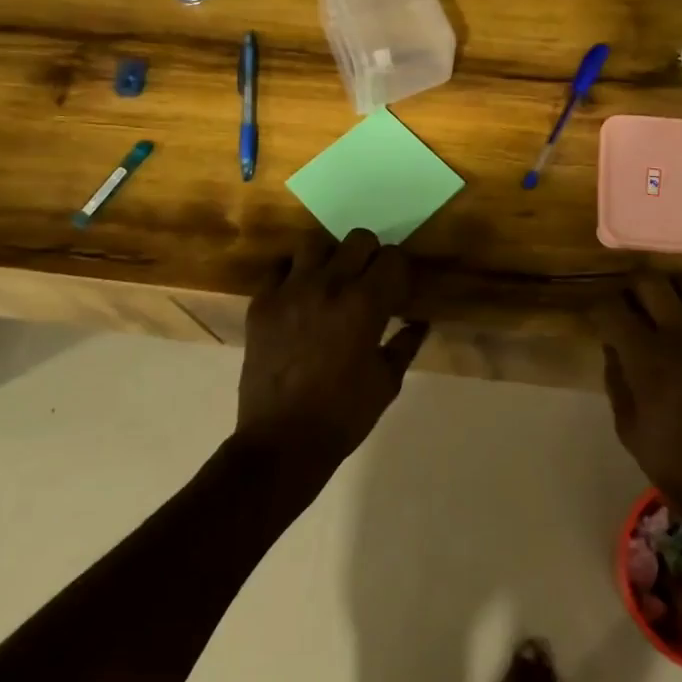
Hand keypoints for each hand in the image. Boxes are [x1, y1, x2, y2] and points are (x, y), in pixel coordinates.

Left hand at [236, 230, 427, 477]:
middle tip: (368, 282)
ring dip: (330, 258)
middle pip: (358, 239)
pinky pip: (279, 268)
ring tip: (331, 282)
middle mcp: (328, 286)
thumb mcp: (387, 382)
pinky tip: (299, 296)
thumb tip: (419, 322)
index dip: (399, 271)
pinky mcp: (261, 304)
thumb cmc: (343, 415)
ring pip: (315, 244)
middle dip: (370, 256)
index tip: (398, 288)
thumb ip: (405, 344)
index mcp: (365, 304)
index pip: (392, 258)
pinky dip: (293, 275)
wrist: (281, 442)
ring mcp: (290, 291)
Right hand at [594, 275, 681, 514]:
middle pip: (650, 281)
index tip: (597, 318)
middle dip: (630, 288)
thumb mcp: (628, 428)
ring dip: (669, 291)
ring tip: (663, 310)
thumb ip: (616, 378)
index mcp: (648, 358)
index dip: (598, 308)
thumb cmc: (677, 466)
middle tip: (628, 306)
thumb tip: (614, 345)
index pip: (612, 308)